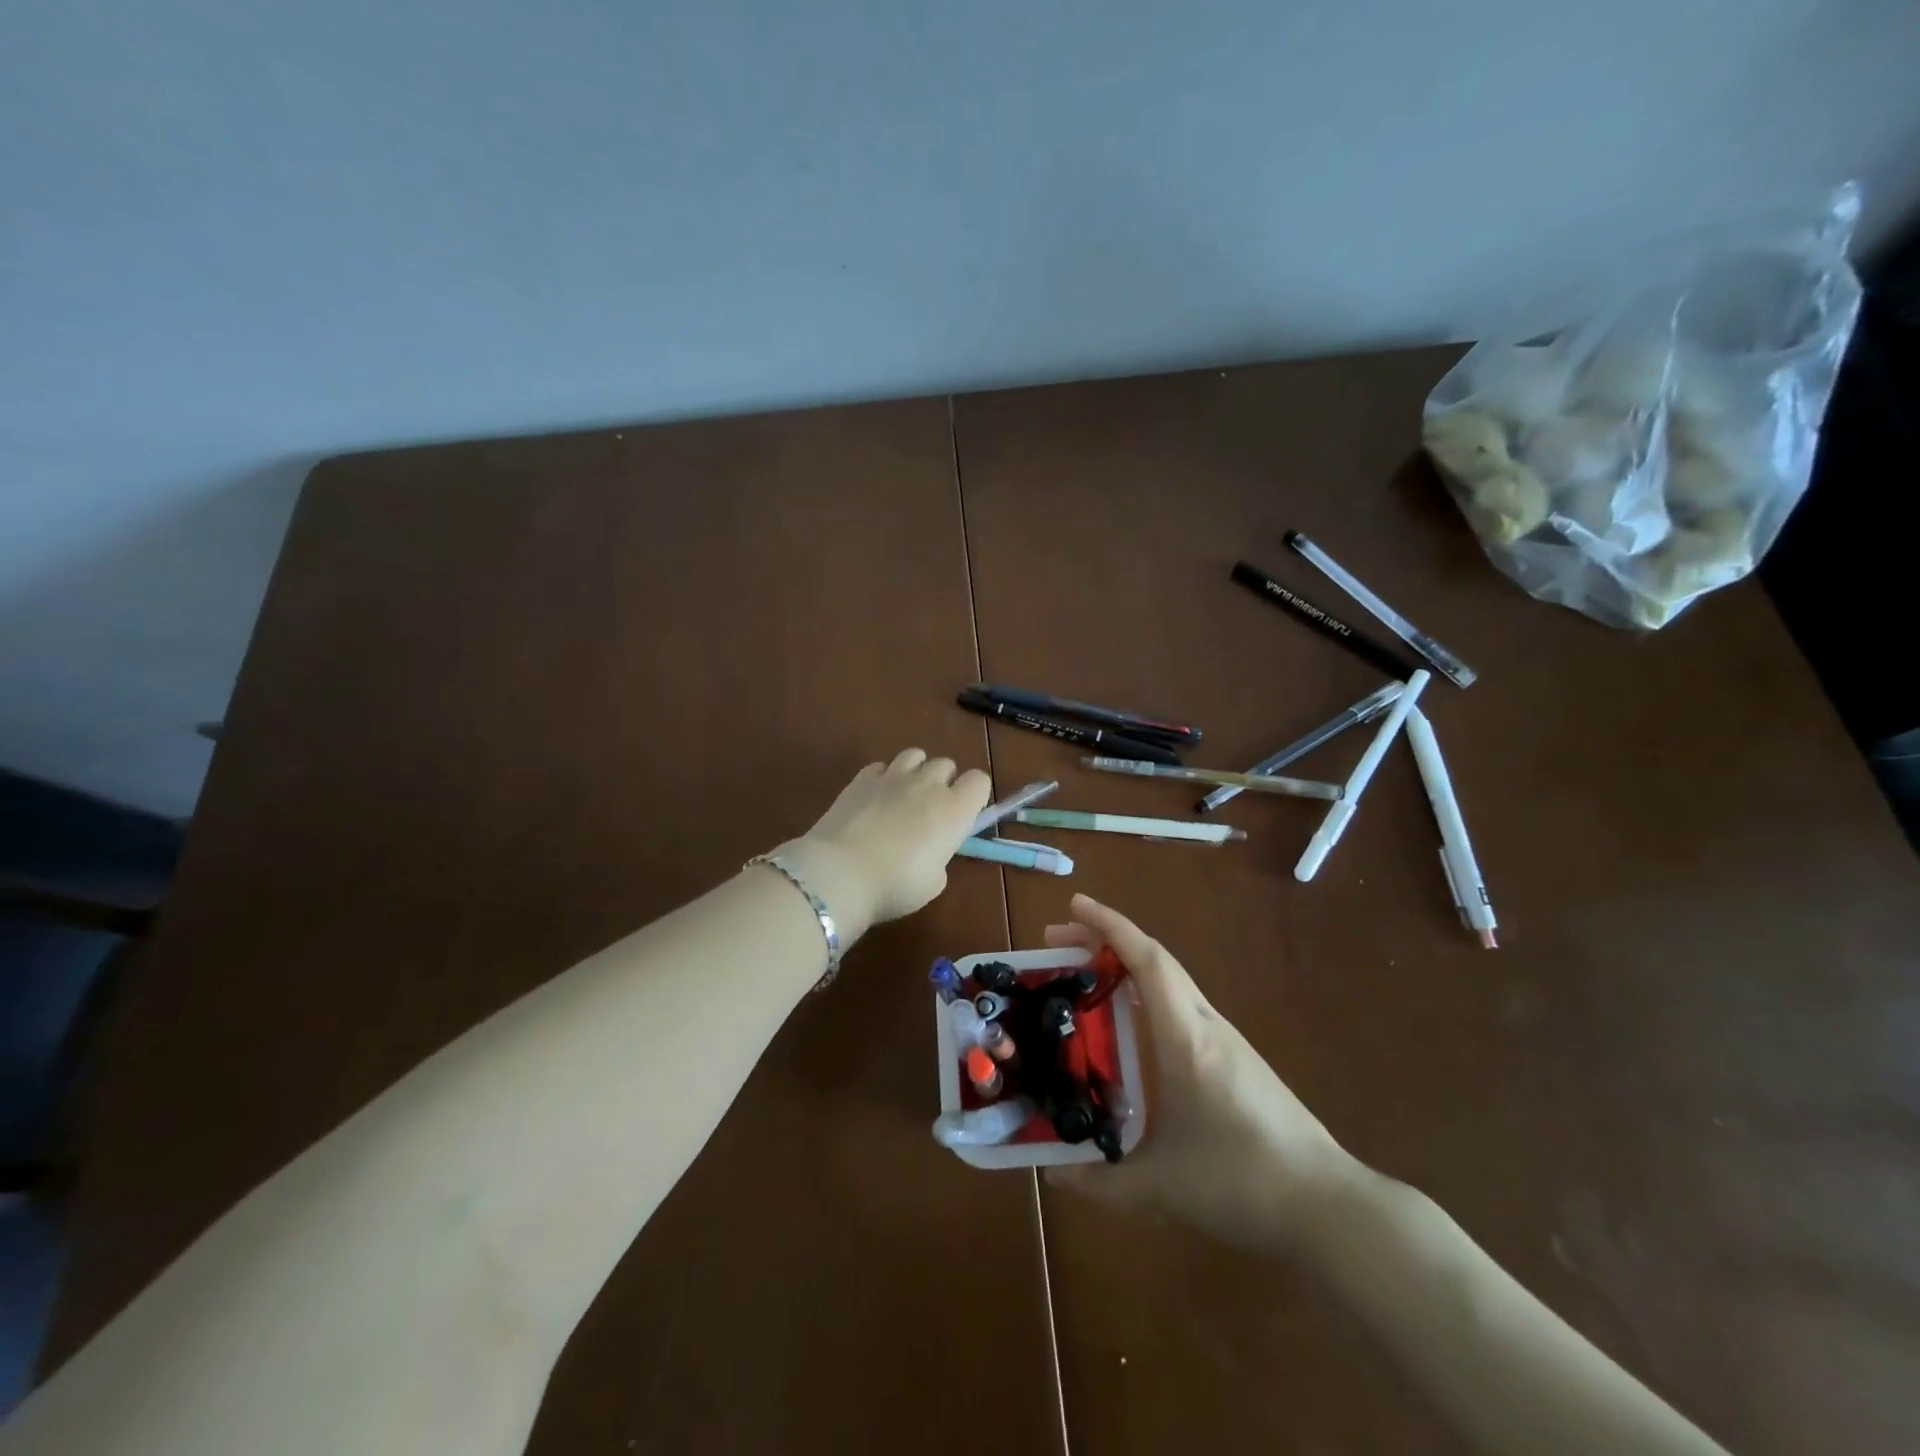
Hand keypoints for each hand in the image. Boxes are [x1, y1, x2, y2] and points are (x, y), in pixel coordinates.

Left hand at [778, 748, 990, 939]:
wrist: (841, 872)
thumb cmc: (896, 885)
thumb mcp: (933, 883)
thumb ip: (938, 858)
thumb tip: (929, 852)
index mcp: (954, 810)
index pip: (979, 781)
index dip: (973, 794)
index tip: (963, 814)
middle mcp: (928, 785)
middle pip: (946, 764)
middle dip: (943, 781)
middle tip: (930, 810)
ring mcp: (893, 776)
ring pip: (915, 754)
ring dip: (916, 770)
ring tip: (904, 795)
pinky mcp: (861, 778)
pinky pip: (881, 766)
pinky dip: (882, 778)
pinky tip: (874, 798)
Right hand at [1044, 894, 1358, 1252]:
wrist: (1327, 1206)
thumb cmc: (1240, 1182)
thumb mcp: (1159, 1188)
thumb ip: (1100, 1181)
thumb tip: (1052, 1173)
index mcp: (1185, 1037)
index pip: (1146, 960)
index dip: (1109, 926)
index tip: (1074, 904)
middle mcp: (1205, 1025)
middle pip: (1155, 961)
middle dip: (1106, 940)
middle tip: (1059, 942)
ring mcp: (1225, 1040)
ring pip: (1170, 982)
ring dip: (1127, 966)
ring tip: (1085, 978)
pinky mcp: (1236, 1059)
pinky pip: (1181, 1006)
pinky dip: (1146, 994)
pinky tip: (1130, 1025)